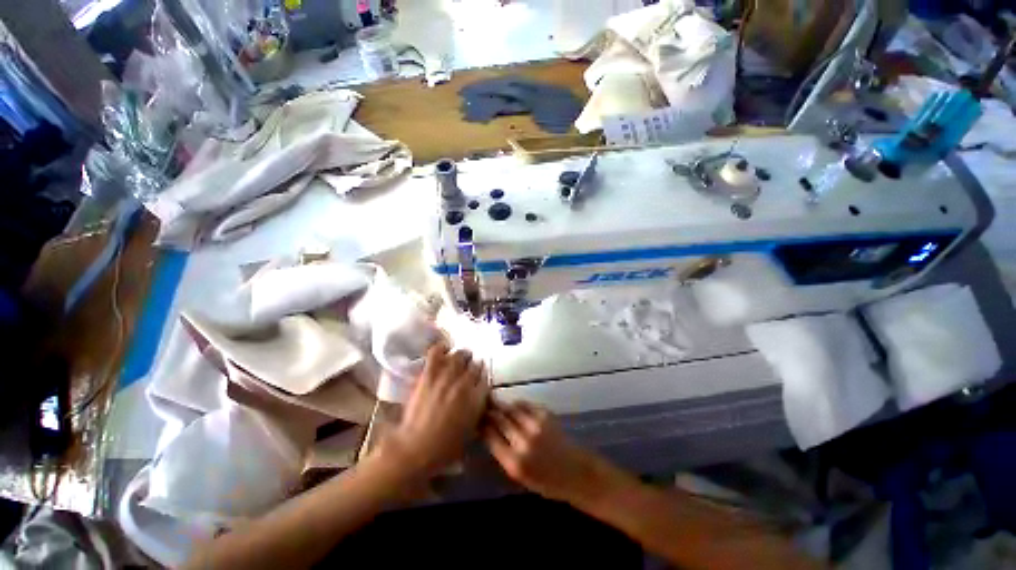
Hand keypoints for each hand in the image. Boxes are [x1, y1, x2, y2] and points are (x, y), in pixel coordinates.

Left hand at [384, 344, 489, 476]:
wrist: (419, 445)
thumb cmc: (447, 447)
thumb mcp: (471, 433)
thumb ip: (477, 414)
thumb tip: (479, 404)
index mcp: (478, 400)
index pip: (486, 380)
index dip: (484, 378)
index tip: (481, 379)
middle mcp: (465, 385)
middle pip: (474, 366)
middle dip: (475, 366)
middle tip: (472, 367)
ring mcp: (445, 378)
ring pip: (458, 357)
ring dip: (462, 356)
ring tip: (461, 357)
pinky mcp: (427, 376)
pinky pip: (436, 353)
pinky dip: (441, 348)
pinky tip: (444, 348)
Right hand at [484, 401, 619, 503]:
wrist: (579, 475)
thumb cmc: (547, 483)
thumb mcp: (519, 476)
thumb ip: (502, 456)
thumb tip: (487, 435)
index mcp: (513, 462)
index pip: (488, 436)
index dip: (479, 425)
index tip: (473, 420)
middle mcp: (523, 442)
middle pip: (497, 419)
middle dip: (487, 412)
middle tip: (480, 407)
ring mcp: (536, 427)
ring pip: (510, 409)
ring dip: (500, 406)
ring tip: (493, 403)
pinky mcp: (548, 418)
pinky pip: (526, 406)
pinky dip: (517, 405)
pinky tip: (514, 407)